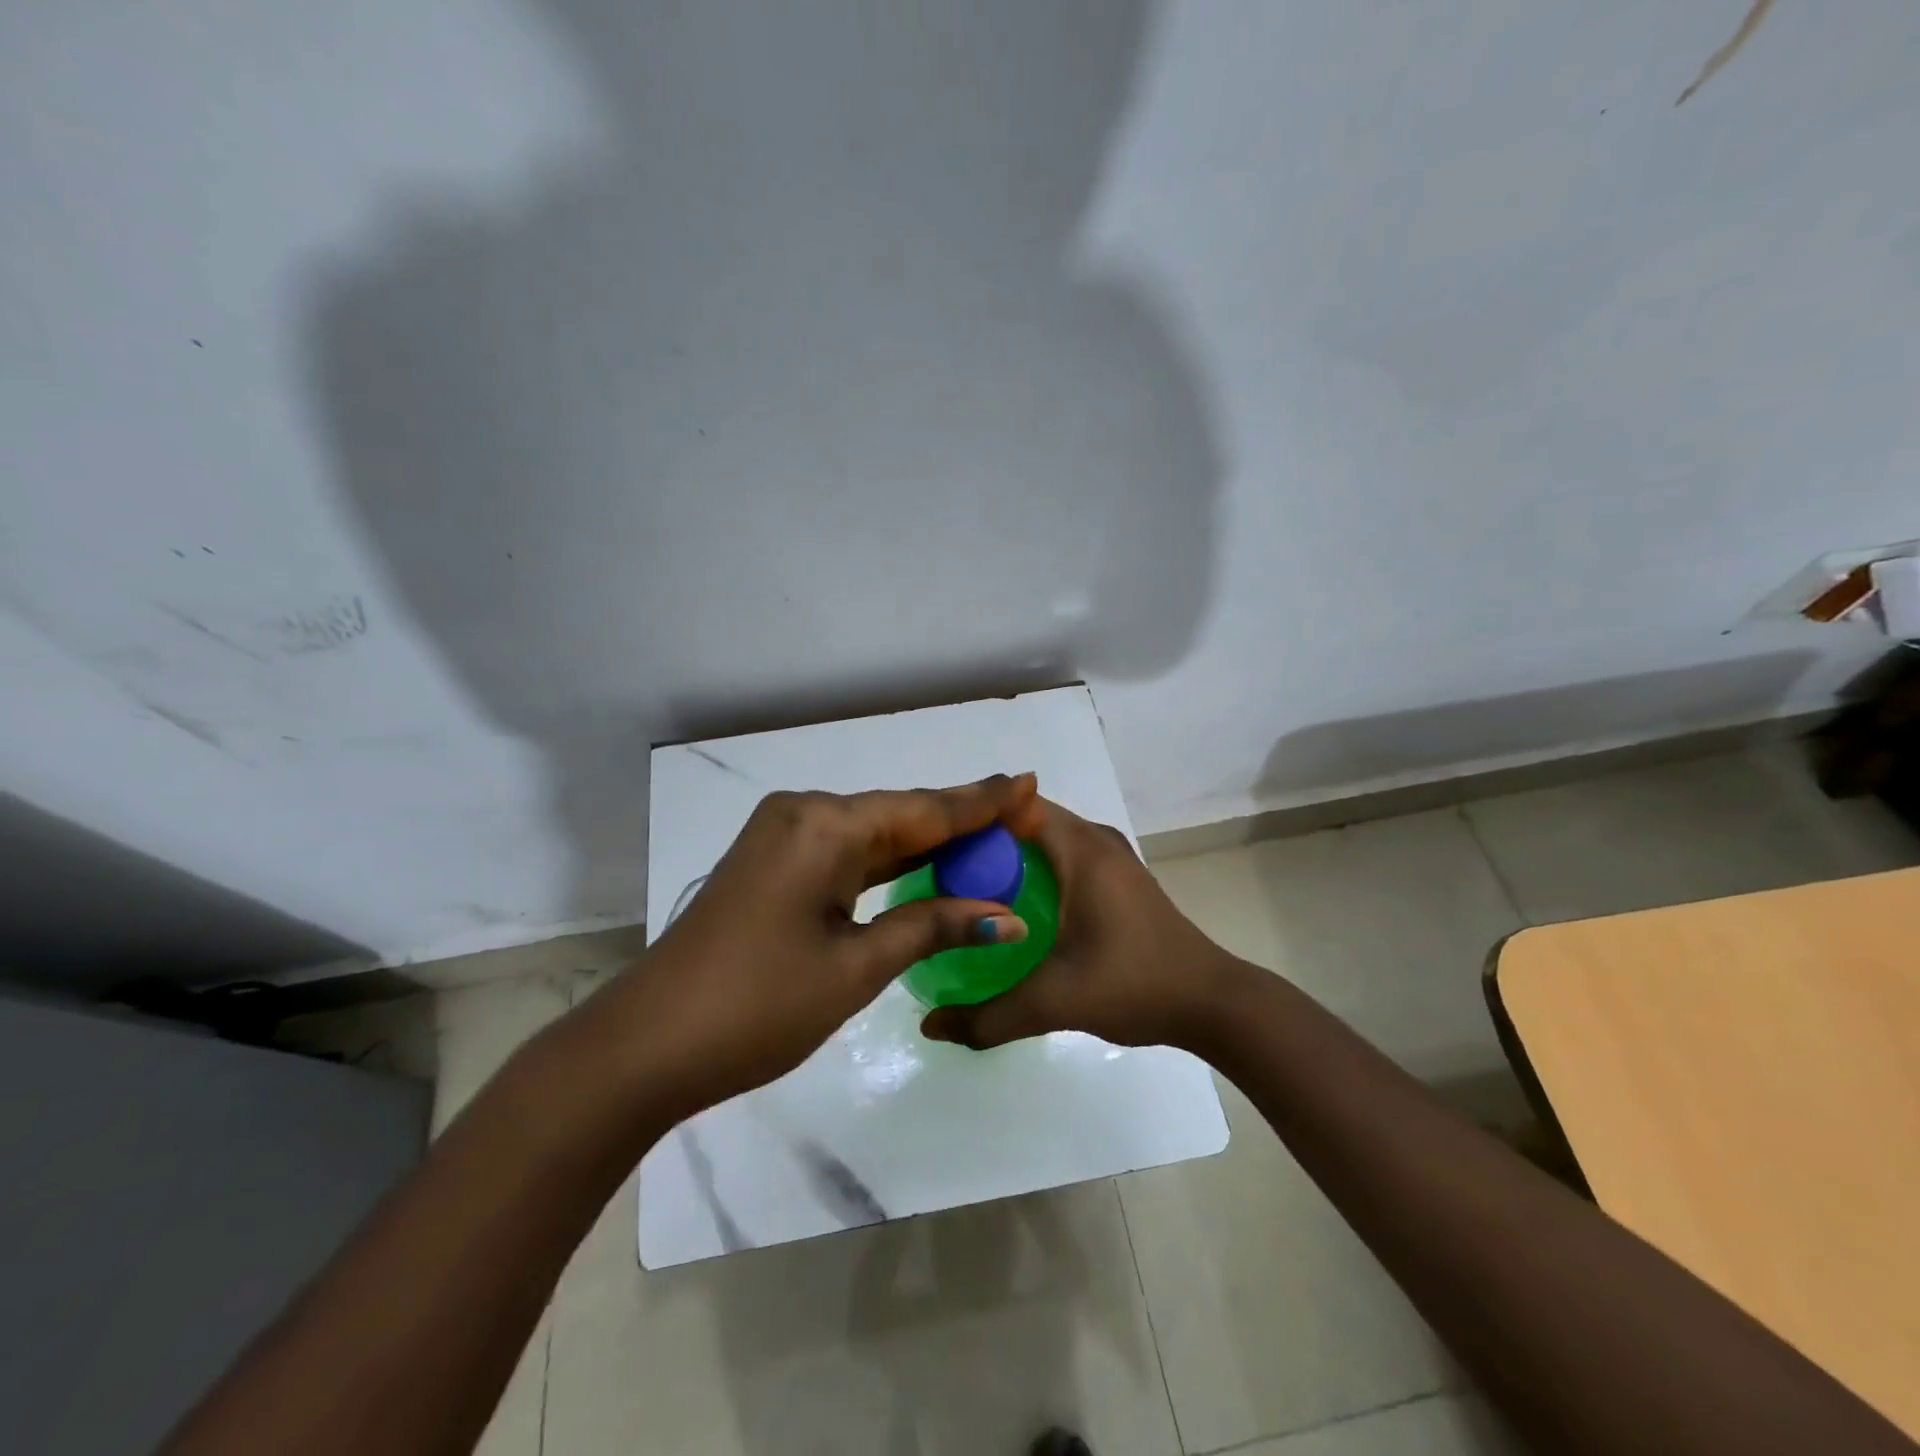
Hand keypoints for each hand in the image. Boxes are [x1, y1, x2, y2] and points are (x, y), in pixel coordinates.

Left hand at [598, 773, 1046, 1119]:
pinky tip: (926, 864)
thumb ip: (932, 926)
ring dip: (925, 843)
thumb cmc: (760, 1004)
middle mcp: (804, 814)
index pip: (922, 809)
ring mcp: (784, 837)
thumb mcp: (857, 965)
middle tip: (1018, 810)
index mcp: (824, 824)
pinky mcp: (774, 864)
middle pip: (898, 815)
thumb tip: (1006, 916)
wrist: (649, 1045)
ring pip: (873, 834)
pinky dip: (888, 863)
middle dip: (959, 820)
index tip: (1027, 782)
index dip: (979, 802)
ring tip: (988, 835)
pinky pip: (846, 853)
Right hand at [920, 798, 1242, 1053]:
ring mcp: (1111, 858)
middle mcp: (1096, 840)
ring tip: (965, 889)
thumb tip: (929, 1027)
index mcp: (1081, 848)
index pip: (1014, 806)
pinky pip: (1063, 858)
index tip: (932, 848)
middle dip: (983, 842)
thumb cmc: (1134, 984)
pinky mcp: (1119, 880)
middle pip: (1026, 821)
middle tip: (939, 874)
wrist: (1213, 1003)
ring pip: (1046, 840)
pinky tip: (1012, 909)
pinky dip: (1034, 871)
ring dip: (1009, 857)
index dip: (971, 821)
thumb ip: (989, 1017)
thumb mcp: (1055, 1001)